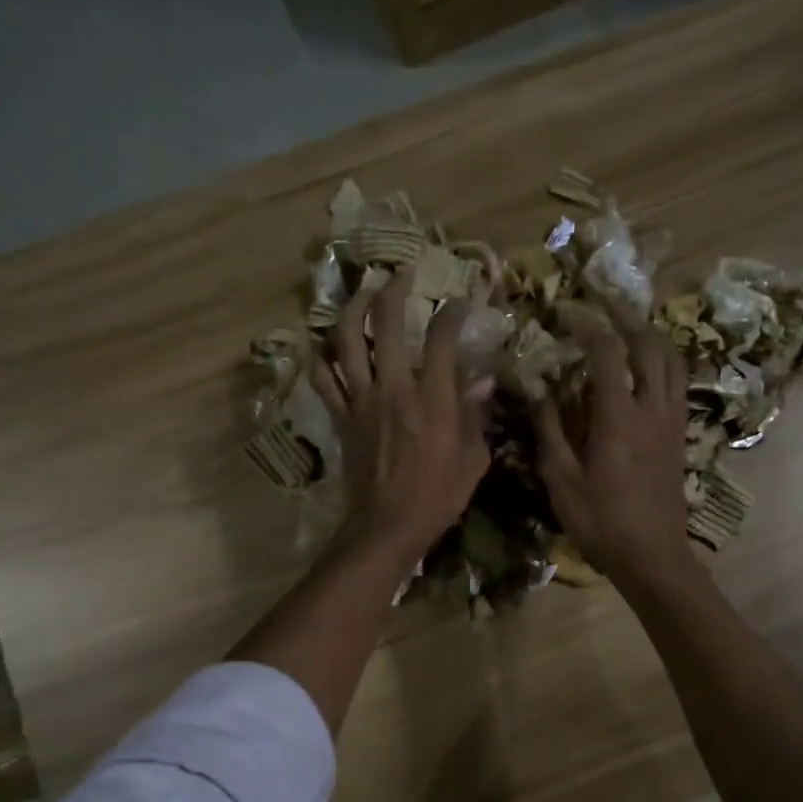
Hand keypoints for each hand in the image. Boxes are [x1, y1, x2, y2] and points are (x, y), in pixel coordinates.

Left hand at [311, 269, 492, 564]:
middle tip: (403, 275)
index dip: (453, 312)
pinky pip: (322, 377)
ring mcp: (360, 400)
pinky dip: (320, 356)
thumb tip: (482, 380)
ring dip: (351, 308)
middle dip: (394, 289)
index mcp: (432, 400)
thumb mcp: (473, 459)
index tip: (461, 301)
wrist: (388, 526)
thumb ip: (476, 414)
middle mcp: (393, 389)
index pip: (442, 339)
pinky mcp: (341, 416)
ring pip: (344, 340)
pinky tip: (325, 343)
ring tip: (363, 293)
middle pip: (385, 323)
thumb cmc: (438, 496)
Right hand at [529, 312, 695, 590]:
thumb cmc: (601, 522)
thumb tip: (537, 389)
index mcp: (619, 417)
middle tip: (600, 315)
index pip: (608, 352)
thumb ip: (549, 430)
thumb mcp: (562, 480)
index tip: (566, 313)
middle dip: (625, 322)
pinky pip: (678, 385)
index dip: (588, 325)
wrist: (653, 557)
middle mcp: (652, 409)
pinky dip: (663, 365)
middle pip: (650, 346)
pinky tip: (645, 373)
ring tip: (626, 335)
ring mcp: (672, 421)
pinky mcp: (680, 436)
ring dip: (650, 340)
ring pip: (672, 362)